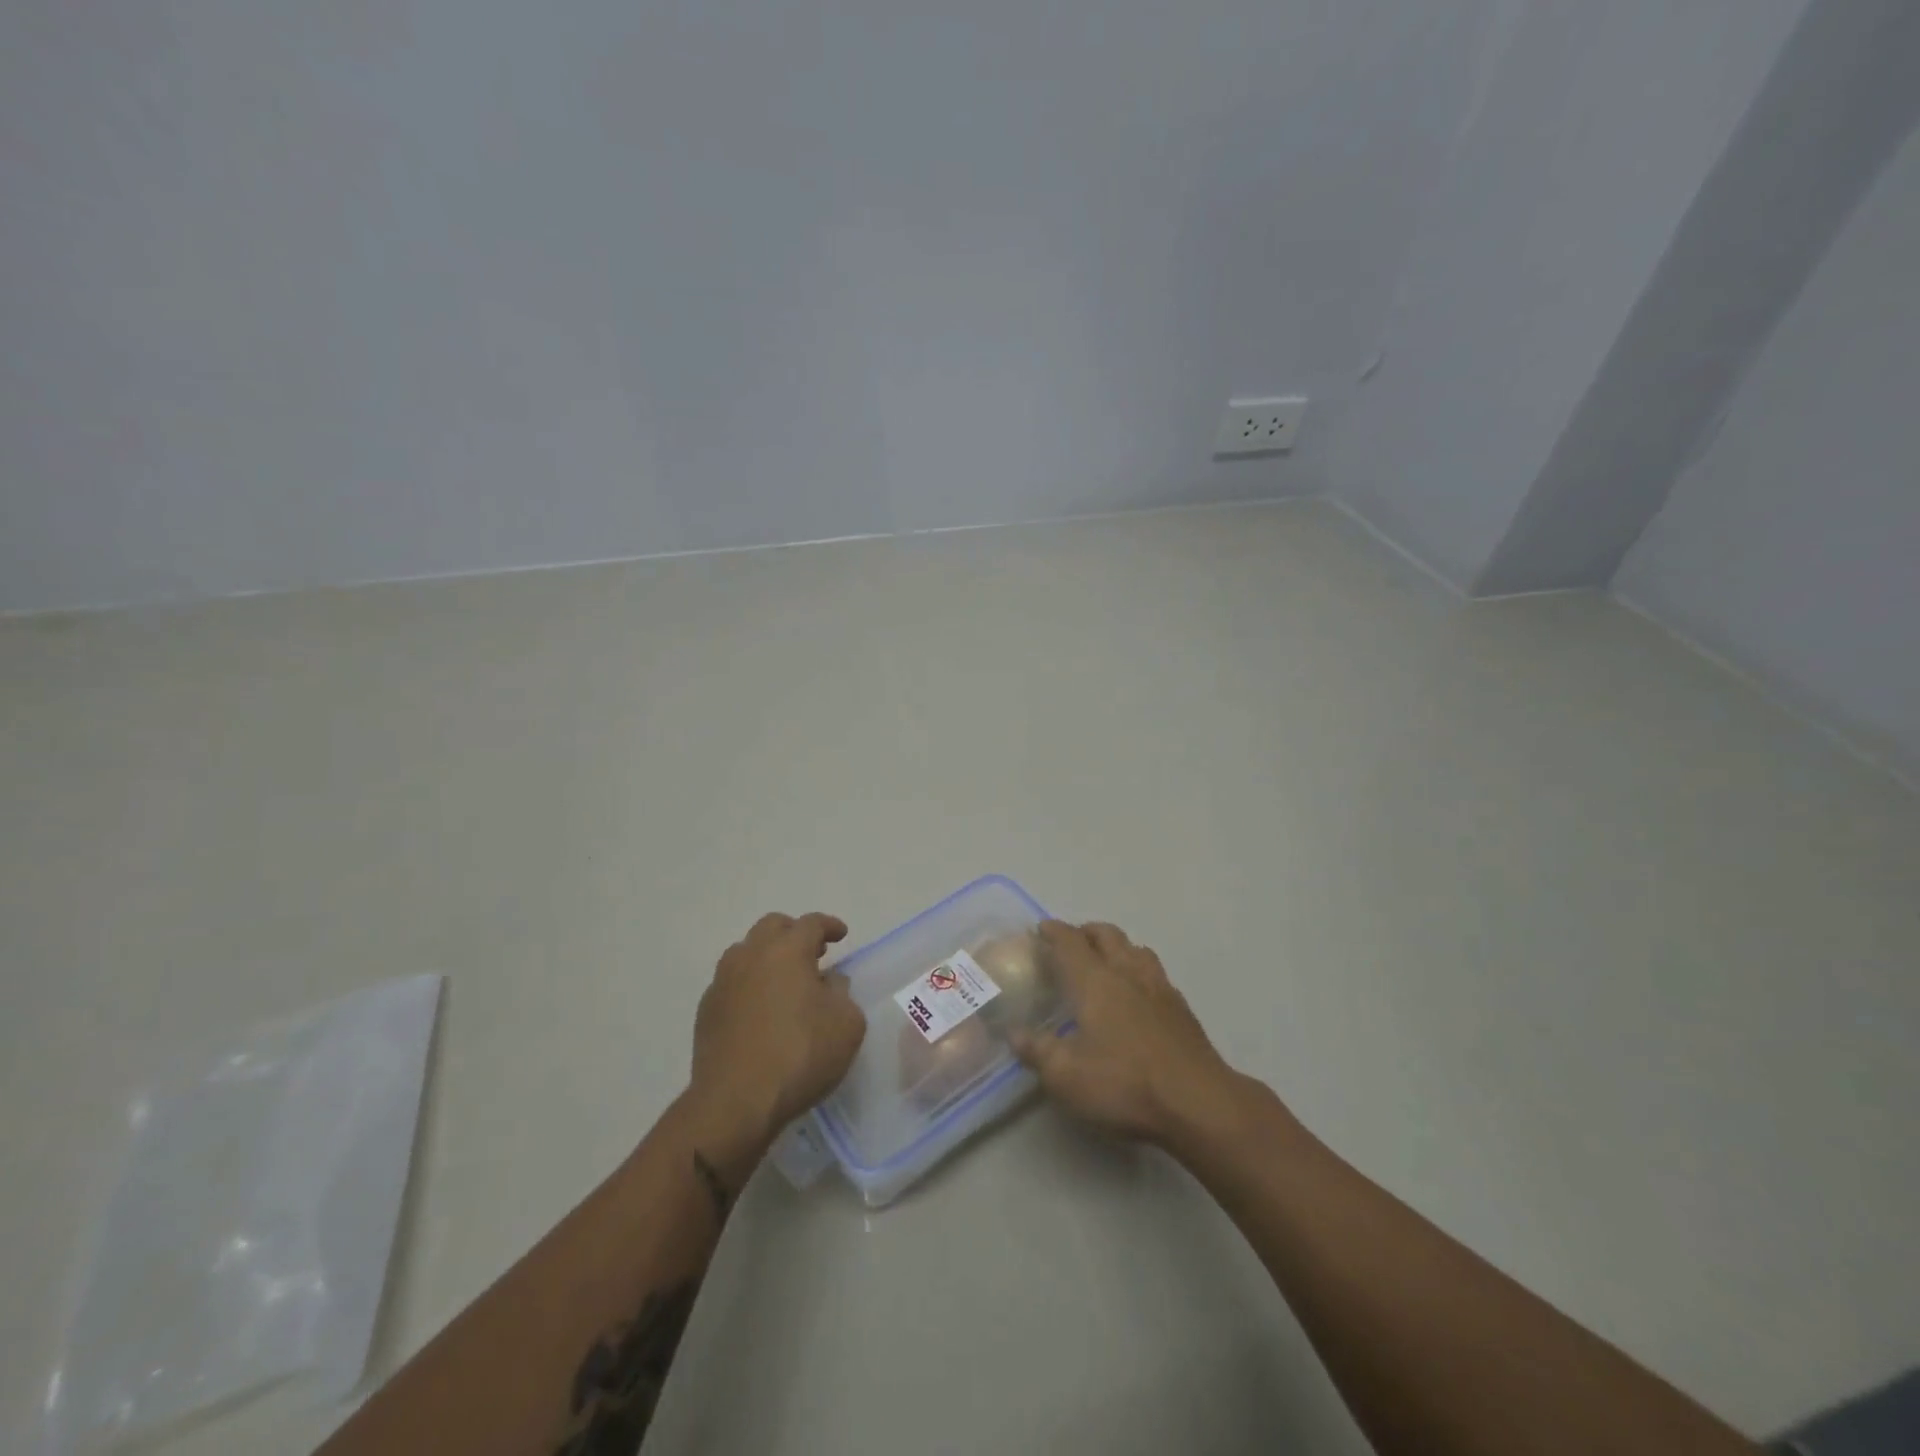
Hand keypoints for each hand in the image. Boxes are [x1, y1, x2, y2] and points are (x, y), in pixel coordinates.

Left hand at [689, 912, 865, 1145]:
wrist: (735, 1101)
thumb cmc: (800, 1055)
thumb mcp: (846, 1024)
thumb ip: (843, 994)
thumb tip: (828, 983)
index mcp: (787, 950)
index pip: (811, 923)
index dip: (829, 925)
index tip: (840, 935)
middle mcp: (751, 955)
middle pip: (772, 926)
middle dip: (794, 932)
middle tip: (813, 952)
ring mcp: (723, 982)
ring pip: (746, 952)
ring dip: (767, 957)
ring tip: (784, 981)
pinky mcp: (706, 1011)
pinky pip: (731, 983)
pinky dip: (749, 984)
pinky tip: (760, 1010)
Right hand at [1011, 920, 1240, 1146]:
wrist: (1197, 1102)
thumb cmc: (1124, 1083)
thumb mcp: (1066, 1075)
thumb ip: (1037, 1050)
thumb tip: (1014, 1032)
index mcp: (1095, 981)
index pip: (1070, 942)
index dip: (1054, 931)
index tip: (1041, 928)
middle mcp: (1127, 972)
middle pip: (1106, 935)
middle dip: (1086, 931)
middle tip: (1071, 942)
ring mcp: (1159, 987)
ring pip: (1136, 948)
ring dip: (1117, 946)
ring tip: (1106, 961)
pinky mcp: (1181, 1008)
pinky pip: (1155, 973)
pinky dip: (1139, 970)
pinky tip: (1138, 993)